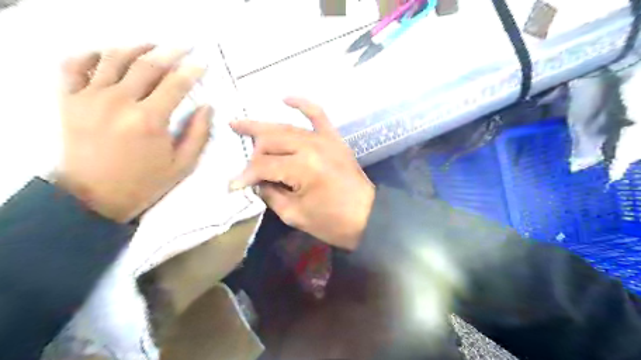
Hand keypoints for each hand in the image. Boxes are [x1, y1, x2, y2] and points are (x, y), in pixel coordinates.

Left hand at [58, 46, 211, 221]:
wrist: (93, 196)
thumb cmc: (144, 182)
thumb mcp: (183, 164)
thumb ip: (199, 134)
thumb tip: (207, 108)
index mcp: (149, 120)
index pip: (175, 84)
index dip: (192, 71)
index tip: (202, 64)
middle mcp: (119, 102)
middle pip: (147, 65)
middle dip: (170, 52)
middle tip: (184, 48)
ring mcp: (90, 98)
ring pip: (113, 57)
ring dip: (136, 47)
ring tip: (153, 47)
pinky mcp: (70, 100)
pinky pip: (74, 65)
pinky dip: (91, 54)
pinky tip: (109, 55)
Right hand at [229, 98, 373, 249]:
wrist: (368, 216)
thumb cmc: (333, 222)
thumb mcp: (295, 215)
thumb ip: (271, 194)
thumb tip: (256, 182)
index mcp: (302, 167)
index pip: (263, 166)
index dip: (245, 176)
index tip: (233, 186)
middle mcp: (311, 146)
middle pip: (271, 142)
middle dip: (253, 154)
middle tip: (245, 167)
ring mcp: (324, 139)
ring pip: (285, 128)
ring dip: (263, 128)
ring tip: (239, 124)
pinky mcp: (334, 138)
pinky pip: (318, 114)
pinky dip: (302, 104)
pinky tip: (285, 98)